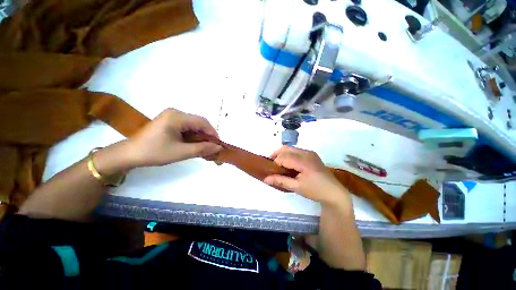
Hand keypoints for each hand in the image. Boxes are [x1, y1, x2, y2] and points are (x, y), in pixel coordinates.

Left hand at [122, 108, 221, 168]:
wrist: (130, 154)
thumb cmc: (154, 152)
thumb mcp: (180, 152)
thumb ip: (202, 149)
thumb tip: (218, 148)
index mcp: (177, 116)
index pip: (202, 122)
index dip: (213, 133)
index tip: (218, 145)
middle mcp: (175, 112)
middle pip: (199, 122)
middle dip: (207, 135)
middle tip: (211, 147)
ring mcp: (172, 116)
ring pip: (194, 125)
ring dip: (201, 136)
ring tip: (204, 147)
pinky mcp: (169, 121)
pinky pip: (187, 126)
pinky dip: (193, 135)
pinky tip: (194, 143)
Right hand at [264, 146, 349, 204]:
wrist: (334, 192)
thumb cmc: (315, 190)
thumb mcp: (296, 187)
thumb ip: (280, 181)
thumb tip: (265, 179)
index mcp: (303, 161)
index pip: (284, 157)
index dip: (275, 163)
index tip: (270, 171)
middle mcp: (306, 153)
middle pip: (286, 148)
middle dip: (276, 155)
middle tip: (271, 165)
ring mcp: (310, 153)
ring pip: (291, 148)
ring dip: (282, 154)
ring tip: (279, 165)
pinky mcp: (311, 154)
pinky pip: (296, 151)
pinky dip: (289, 155)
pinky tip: (289, 164)